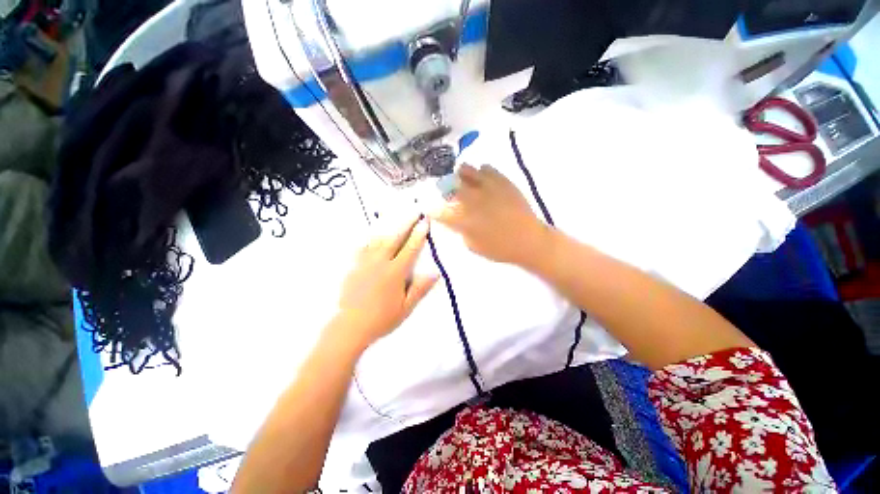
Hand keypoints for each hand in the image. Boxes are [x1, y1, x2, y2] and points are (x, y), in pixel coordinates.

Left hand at [331, 216, 437, 349]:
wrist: (350, 326)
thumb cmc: (382, 318)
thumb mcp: (406, 307)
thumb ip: (420, 288)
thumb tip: (435, 272)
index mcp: (395, 272)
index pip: (410, 248)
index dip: (419, 234)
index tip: (424, 222)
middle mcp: (380, 262)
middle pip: (395, 238)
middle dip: (406, 224)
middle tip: (413, 212)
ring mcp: (365, 262)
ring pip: (378, 239)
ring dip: (390, 228)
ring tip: (397, 219)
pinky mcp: (354, 266)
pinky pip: (363, 247)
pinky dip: (370, 239)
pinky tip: (373, 235)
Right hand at [430, 164, 550, 266]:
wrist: (529, 240)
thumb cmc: (500, 248)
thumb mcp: (473, 246)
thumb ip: (460, 231)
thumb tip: (454, 219)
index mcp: (463, 219)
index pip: (439, 211)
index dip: (432, 208)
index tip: (430, 208)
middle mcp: (471, 199)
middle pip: (449, 185)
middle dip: (444, 187)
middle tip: (447, 190)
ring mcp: (487, 187)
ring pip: (466, 170)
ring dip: (461, 175)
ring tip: (463, 180)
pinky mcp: (502, 181)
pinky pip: (486, 168)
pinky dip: (481, 172)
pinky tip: (482, 178)